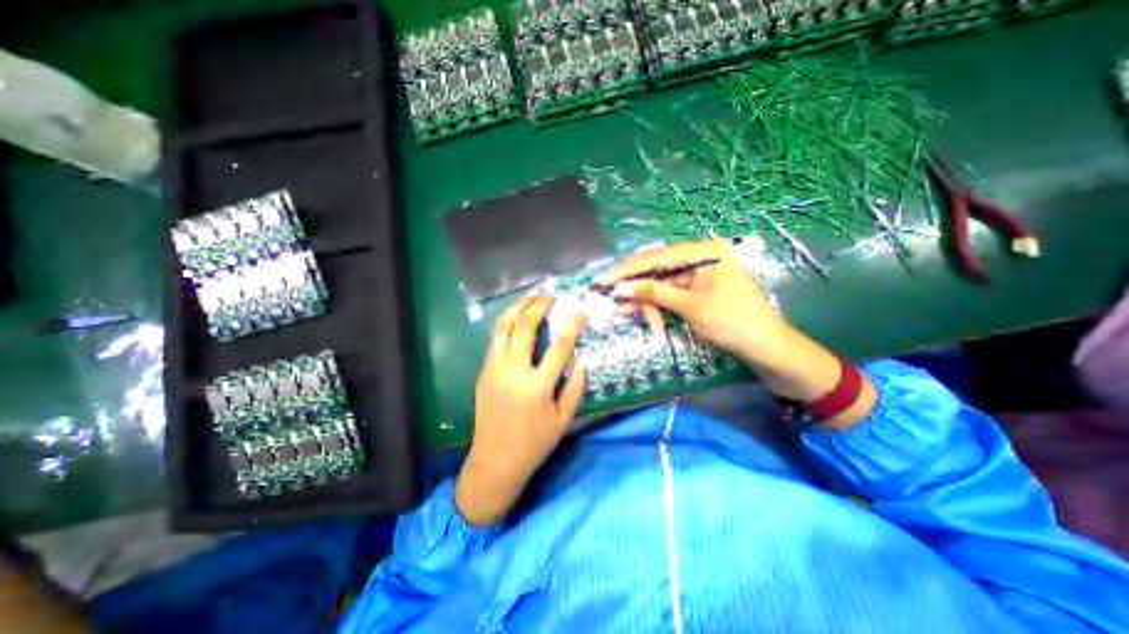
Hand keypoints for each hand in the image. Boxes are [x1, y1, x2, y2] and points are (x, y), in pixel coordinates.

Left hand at [452, 294, 585, 523]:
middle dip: (537, 305)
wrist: (494, 461)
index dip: (571, 325)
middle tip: (549, 294)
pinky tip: (515, 319)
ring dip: (516, 308)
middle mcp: (513, 372)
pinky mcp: (483, 372)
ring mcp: (494, 370)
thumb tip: (583, 361)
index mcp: (537, 387)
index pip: (559, 347)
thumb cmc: (534, 444)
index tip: (580, 310)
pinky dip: (506, 324)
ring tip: (530, 297)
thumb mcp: (563, 421)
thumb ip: (575, 388)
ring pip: (502, 328)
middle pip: (524, 328)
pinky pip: (494, 340)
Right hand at [593, 240, 875, 423]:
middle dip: (636, 289)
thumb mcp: (689, 307)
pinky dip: (660, 308)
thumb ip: (653, 293)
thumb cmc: (733, 323)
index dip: (627, 270)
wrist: (768, 349)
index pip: (656, 258)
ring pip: (663, 285)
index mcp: (705, 251)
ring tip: (629, 316)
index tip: (602, 280)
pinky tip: (651, 320)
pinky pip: (672, 295)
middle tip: (614, 302)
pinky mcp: (700, 290)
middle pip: (658, 270)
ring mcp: (700, 274)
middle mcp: (701, 257)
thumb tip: (619, 289)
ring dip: (647, 302)